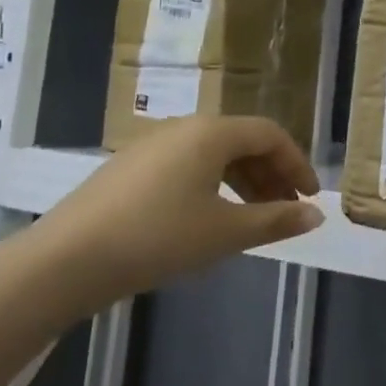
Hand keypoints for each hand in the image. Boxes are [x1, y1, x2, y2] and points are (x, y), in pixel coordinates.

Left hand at [35, 116, 323, 308]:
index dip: (296, 163)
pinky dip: (212, 184)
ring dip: (242, 180)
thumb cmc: (158, 237)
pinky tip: (209, 217)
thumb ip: (275, 220)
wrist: (68, 258)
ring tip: (253, 216)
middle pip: (241, 141)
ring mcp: (153, 144)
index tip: (311, 196)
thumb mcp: (225, 232)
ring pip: (213, 154)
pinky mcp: (131, 166)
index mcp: (211, 132)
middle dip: (271, 173)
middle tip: (286, 209)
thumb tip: (317, 215)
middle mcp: (184, 127)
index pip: (269, 134)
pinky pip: (187, 164)